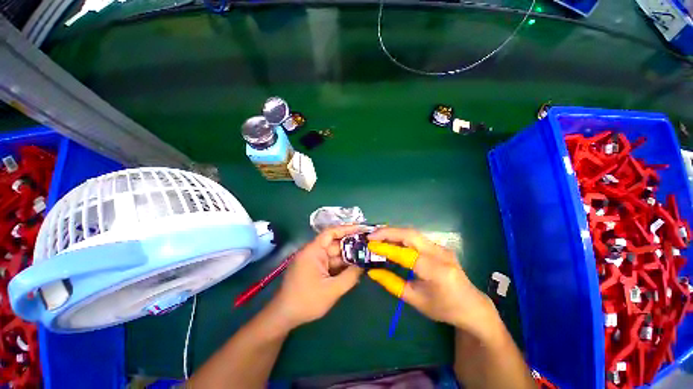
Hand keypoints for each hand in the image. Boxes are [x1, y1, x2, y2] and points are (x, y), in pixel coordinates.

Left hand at [268, 225, 364, 329]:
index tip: (362, 229)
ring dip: (348, 257)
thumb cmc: (306, 301)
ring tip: (366, 256)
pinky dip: (342, 266)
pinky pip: (331, 263)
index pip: (331, 232)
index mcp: (313, 251)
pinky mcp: (316, 269)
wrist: (284, 317)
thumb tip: (364, 265)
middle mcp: (314, 252)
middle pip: (335, 244)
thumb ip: (350, 276)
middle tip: (369, 246)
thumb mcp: (332, 290)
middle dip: (352, 245)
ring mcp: (314, 261)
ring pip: (335, 255)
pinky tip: (355, 268)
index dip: (347, 229)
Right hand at [366, 227, 497, 335]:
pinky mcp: (439, 246)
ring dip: (394, 232)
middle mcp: (440, 253)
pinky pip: (416, 237)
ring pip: (412, 233)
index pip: (406, 254)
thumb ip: (392, 284)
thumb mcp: (415, 300)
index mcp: (435, 271)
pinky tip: (391, 240)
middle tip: (371, 236)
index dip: (386, 247)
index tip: (369, 244)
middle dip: (388, 232)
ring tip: (378, 236)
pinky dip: (401, 236)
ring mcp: (441, 247)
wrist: (471, 305)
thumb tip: (372, 271)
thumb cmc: (443, 308)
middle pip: (410, 234)